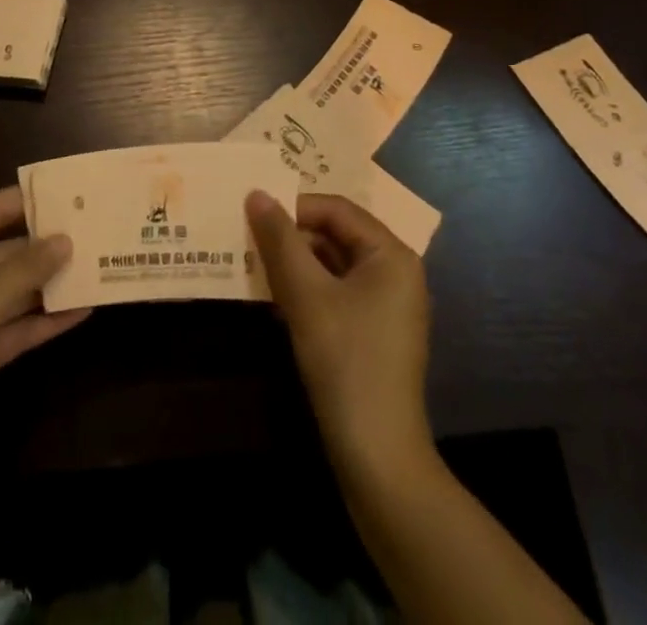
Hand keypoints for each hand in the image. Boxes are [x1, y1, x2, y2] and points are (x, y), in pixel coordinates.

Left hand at [0, 187, 89, 496]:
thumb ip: (23, 272)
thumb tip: (65, 239)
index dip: (27, 200)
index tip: (72, 191)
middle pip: (6, 250)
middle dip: (47, 244)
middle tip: (96, 230)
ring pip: (15, 289)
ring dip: (51, 282)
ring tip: (98, 266)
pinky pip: (16, 326)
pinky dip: (45, 320)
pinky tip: (83, 311)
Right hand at [246, 191, 432, 470]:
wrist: (377, 454)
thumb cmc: (345, 360)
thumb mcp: (305, 293)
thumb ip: (279, 239)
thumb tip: (256, 193)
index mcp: (391, 254)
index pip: (336, 209)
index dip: (294, 207)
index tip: (253, 217)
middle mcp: (397, 272)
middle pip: (337, 234)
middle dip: (292, 237)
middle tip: (249, 241)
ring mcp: (389, 305)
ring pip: (334, 264)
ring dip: (296, 264)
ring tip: (255, 267)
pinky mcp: (376, 332)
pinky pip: (338, 292)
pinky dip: (308, 290)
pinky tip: (276, 301)